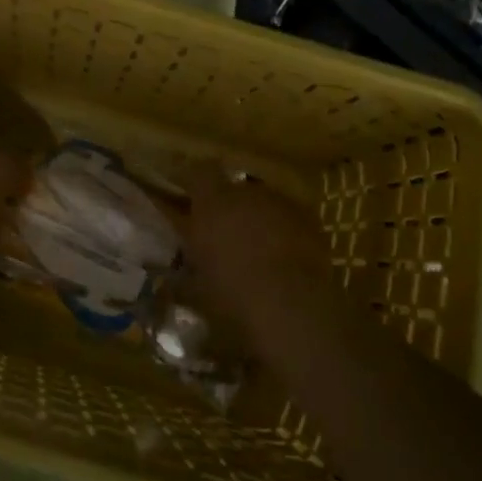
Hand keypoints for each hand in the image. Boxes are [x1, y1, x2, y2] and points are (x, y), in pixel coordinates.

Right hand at [178, 164, 330, 338]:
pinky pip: (289, 218)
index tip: (187, 196)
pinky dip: (284, 231)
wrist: (293, 308)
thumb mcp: (196, 290)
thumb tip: (172, 276)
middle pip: (234, 188)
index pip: (198, 172)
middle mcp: (246, 193)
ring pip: (263, 203)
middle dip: (228, 206)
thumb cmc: (234, 296)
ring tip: (257, 249)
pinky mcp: (309, 220)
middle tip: (224, 233)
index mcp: (212, 202)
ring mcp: (281, 203)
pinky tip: (285, 258)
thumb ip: (182, 274)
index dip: (193, 181)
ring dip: (257, 218)